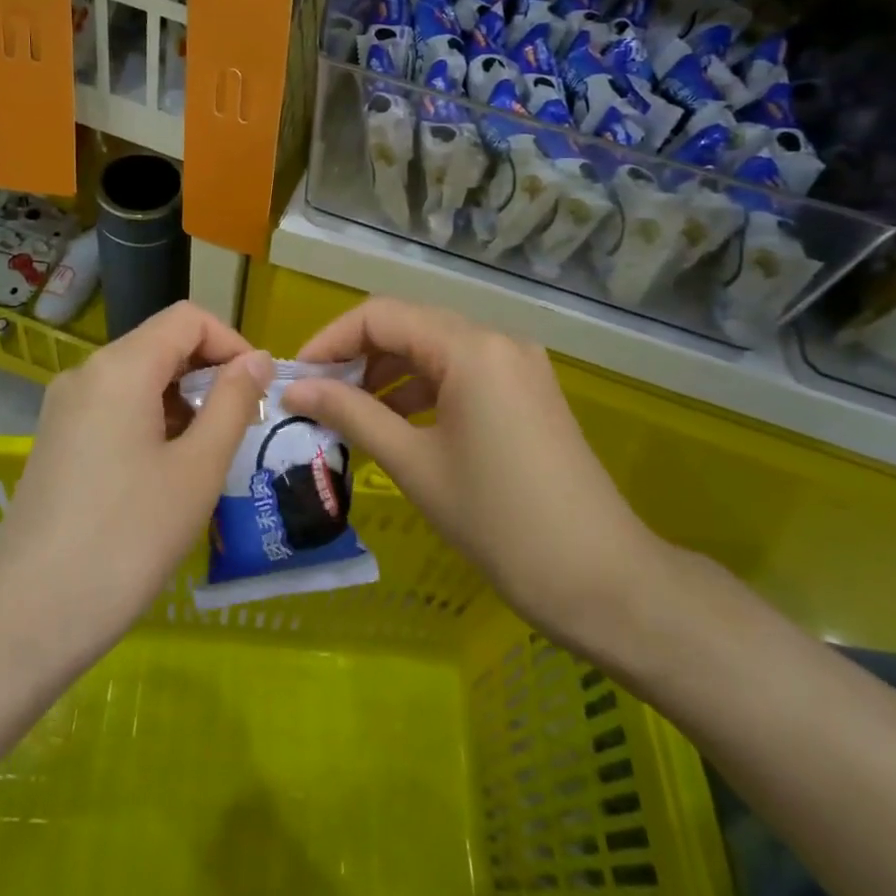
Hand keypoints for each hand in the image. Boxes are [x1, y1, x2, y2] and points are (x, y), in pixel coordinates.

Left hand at [0, 303, 273, 678]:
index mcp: (120, 367)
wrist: (28, 619)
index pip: (187, 319)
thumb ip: (233, 403)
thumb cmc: (127, 539)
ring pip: (138, 378)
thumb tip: (257, 359)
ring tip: (208, 456)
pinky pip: (114, 408)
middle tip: (242, 427)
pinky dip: (152, 421)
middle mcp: (86, 373)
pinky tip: (166, 472)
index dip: (232, 343)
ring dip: (182, 401)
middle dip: (209, 374)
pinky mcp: (55, 441)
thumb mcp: (197, 469)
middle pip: (161, 344)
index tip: (259, 391)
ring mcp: (64, 408)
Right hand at [282, 297, 665, 660]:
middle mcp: (496, 340)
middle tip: (316, 398)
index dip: (330, 339)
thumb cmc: (498, 522)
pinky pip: (461, 373)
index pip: (380, 315)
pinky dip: (422, 389)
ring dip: (387, 373)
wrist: (602, 580)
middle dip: (356, 357)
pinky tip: (397, 423)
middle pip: (408, 326)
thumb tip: (293, 388)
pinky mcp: (527, 391)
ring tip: (348, 414)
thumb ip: (351, 414)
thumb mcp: (414, 464)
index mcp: (470, 348)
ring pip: (434, 349)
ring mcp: (517, 364)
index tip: (296, 377)